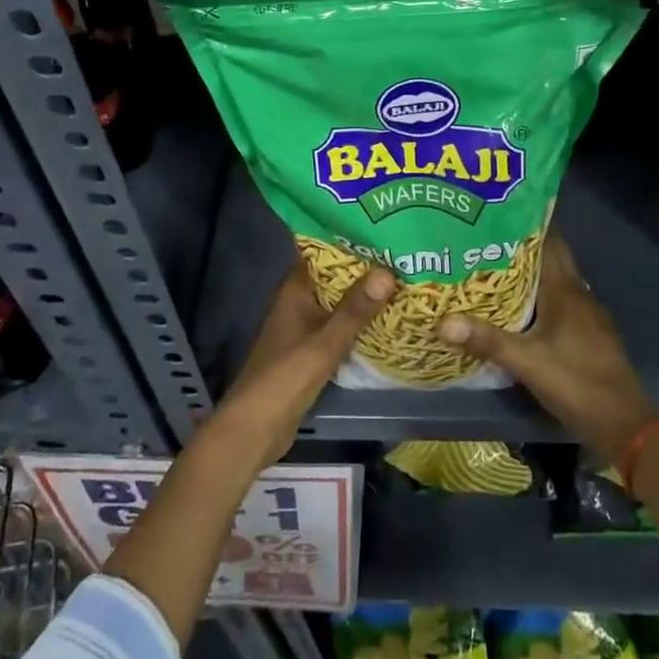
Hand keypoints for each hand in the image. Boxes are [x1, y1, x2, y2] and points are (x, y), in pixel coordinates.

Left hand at [205, 260, 395, 473]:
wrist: (254, 430)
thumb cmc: (284, 378)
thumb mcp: (324, 343)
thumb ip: (355, 310)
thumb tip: (387, 271)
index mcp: (294, 291)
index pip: (321, 252)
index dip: (348, 240)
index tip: (381, 228)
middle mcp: (298, 303)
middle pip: (334, 278)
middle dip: (364, 269)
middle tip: (403, 255)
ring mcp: (304, 329)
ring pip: (339, 304)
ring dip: (364, 297)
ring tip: (403, 282)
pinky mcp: (311, 353)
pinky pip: (339, 328)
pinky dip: (359, 323)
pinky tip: (387, 321)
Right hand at [438, 232, 658, 462]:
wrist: (626, 425)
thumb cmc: (578, 384)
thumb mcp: (527, 362)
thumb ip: (486, 340)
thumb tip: (442, 320)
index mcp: (566, 290)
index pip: (548, 241)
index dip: (527, 222)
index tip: (498, 208)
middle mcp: (578, 294)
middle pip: (551, 257)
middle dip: (524, 243)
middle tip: (486, 234)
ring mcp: (587, 315)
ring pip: (556, 279)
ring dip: (531, 269)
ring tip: (495, 263)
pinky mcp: (589, 334)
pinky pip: (561, 300)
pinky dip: (540, 294)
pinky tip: (520, 305)